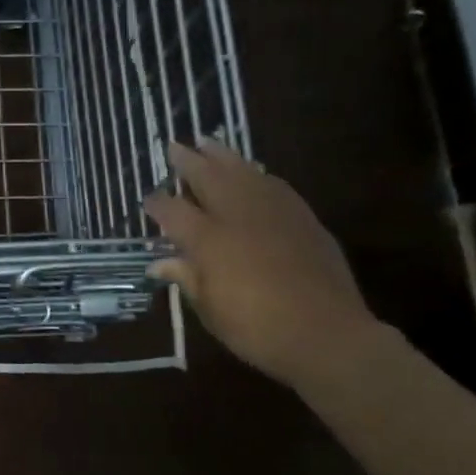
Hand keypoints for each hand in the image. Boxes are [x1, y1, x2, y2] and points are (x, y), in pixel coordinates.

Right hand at [144, 139, 381, 389]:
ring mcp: (272, 212)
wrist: (326, 334)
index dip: (157, 204)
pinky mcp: (301, 217)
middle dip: (187, 161)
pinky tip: (252, 170)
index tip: (148, 199)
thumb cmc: (257, 329)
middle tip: (174, 145)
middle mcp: (237, 215)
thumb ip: (186, 278)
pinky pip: (272, 184)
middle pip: (206, 177)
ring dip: (222, 155)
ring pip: (242, 171)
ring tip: (208, 141)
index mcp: (208, 240)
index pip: (173, 211)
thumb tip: (160, 264)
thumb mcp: (210, 310)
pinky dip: (256, 173)